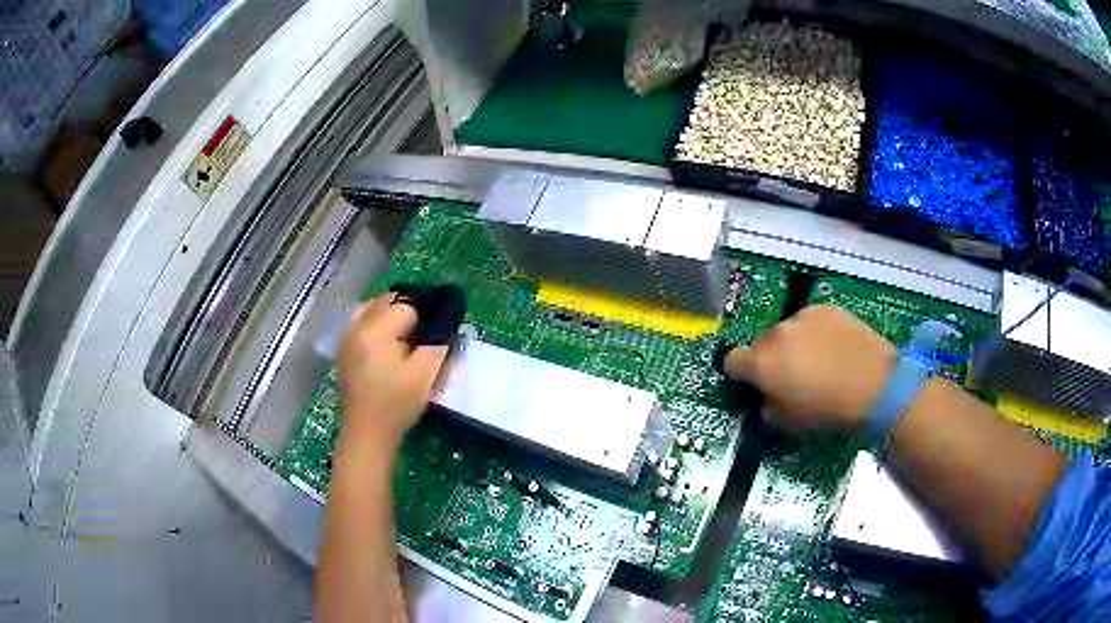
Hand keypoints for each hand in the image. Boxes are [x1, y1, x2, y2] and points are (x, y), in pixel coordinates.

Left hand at [336, 293, 447, 451]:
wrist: (367, 433)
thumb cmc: (396, 405)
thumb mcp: (425, 376)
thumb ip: (438, 345)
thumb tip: (446, 328)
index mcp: (375, 330)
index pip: (407, 307)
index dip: (425, 320)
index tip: (433, 338)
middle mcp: (356, 326)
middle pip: (386, 301)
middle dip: (406, 312)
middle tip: (421, 336)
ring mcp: (346, 337)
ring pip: (371, 308)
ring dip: (389, 315)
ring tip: (403, 338)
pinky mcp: (343, 350)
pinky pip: (361, 322)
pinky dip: (375, 325)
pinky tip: (385, 346)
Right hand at [721, 305, 896, 431]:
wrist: (873, 384)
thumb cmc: (827, 410)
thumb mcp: (788, 423)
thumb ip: (767, 408)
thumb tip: (767, 397)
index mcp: (761, 363)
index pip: (731, 361)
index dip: (740, 374)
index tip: (754, 384)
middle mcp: (776, 333)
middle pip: (761, 344)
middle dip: (770, 359)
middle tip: (791, 377)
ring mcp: (802, 316)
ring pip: (786, 331)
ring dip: (792, 344)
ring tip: (817, 361)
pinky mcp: (825, 308)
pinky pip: (810, 321)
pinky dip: (815, 333)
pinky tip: (833, 348)